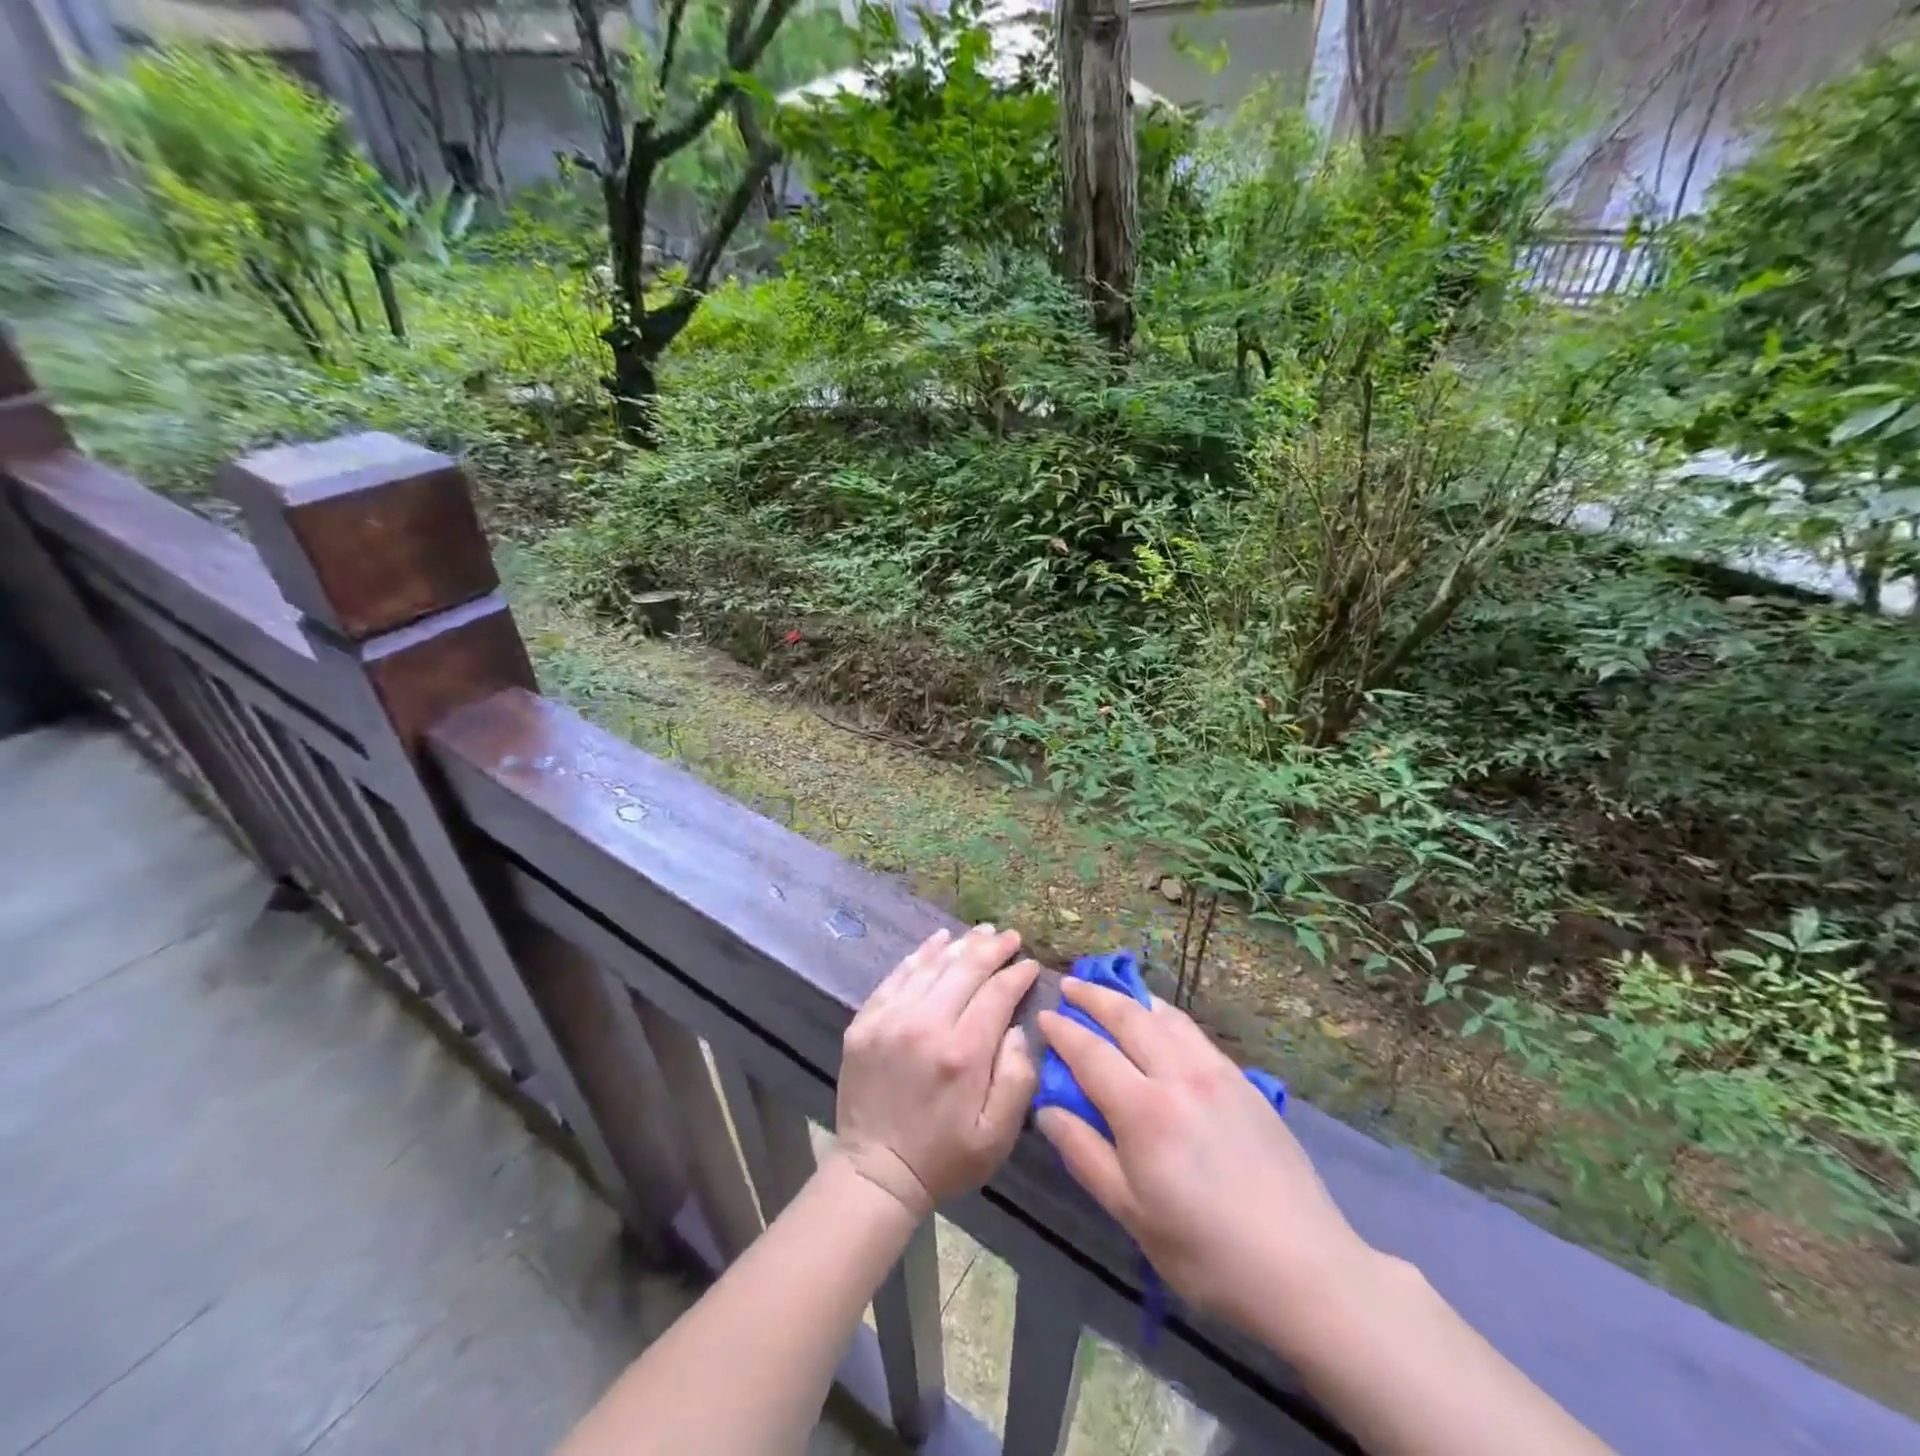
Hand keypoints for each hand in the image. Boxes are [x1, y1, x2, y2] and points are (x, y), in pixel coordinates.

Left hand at [836, 925, 1040, 1219]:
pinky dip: (920, 954)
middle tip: (1009, 935)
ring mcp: (890, 1019)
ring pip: (931, 965)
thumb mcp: (998, 1135)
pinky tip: (937, 941)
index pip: (997, 994)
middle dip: (992, 948)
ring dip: (959, 945)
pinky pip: (897, 975)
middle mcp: (925, 1025)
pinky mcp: (865, 1021)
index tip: (1031, 964)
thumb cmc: (945, 1157)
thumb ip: (1018, 1077)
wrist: (876, 1172)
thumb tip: (1019, 1027)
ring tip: (981, 932)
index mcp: (963, 1053)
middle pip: (965, 970)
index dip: (1017, 975)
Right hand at [1036, 979, 1371, 1336]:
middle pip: (1129, 1017)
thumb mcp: (1133, 1213)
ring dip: (1132, 999)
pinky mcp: (1244, 1082)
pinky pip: (1194, 1033)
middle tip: (1069, 985)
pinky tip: (1162, 1024)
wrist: (1307, 1269)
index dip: (1064, 1031)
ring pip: (1166, 1017)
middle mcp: (1179, 1076)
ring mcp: (1217, 1073)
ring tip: (1112, 992)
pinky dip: (1167, 1016)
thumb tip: (1048, 1110)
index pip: (1091, 1053)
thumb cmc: (1207, 1253)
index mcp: (1145, 1110)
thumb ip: (1085, 1154)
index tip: (1044, 1015)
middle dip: (1094, 997)